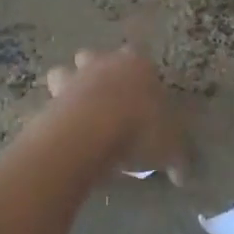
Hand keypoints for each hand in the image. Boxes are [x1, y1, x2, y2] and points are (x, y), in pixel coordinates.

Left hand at [45, 47, 184, 182]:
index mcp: (137, 65)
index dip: (140, 75)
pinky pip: (50, 101)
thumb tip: (182, 176)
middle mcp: (104, 64)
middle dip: (97, 71)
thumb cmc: (140, 128)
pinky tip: (63, 132)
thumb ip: (177, 158)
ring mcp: (74, 78)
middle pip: (95, 56)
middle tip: (106, 100)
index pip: (139, 58)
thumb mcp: (170, 148)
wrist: (91, 132)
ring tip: (77, 112)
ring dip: (68, 85)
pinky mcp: (51, 99)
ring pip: (64, 71)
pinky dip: (54, 113)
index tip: (143, 96)